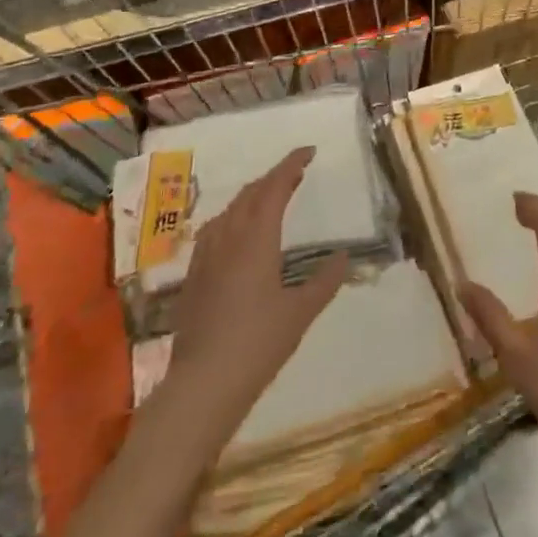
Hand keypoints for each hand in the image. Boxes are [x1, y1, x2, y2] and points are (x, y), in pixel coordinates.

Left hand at [154, 146, 349, 450]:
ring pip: (229, 210)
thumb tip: (343, 257)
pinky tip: (236, 234)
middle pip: (250, 194)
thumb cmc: (258, 344)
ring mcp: (206, 256)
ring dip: (252, 196)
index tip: (308, 152)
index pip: (275, 187)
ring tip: (270, 199)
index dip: (291, 165)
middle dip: (273, 178)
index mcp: (257, 239)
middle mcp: (228, 238)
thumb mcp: (301, 313)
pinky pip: (214, 230)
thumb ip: (324, 281)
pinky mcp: (193, 276)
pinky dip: (232, 218)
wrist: (203, 384)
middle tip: (296, 174)